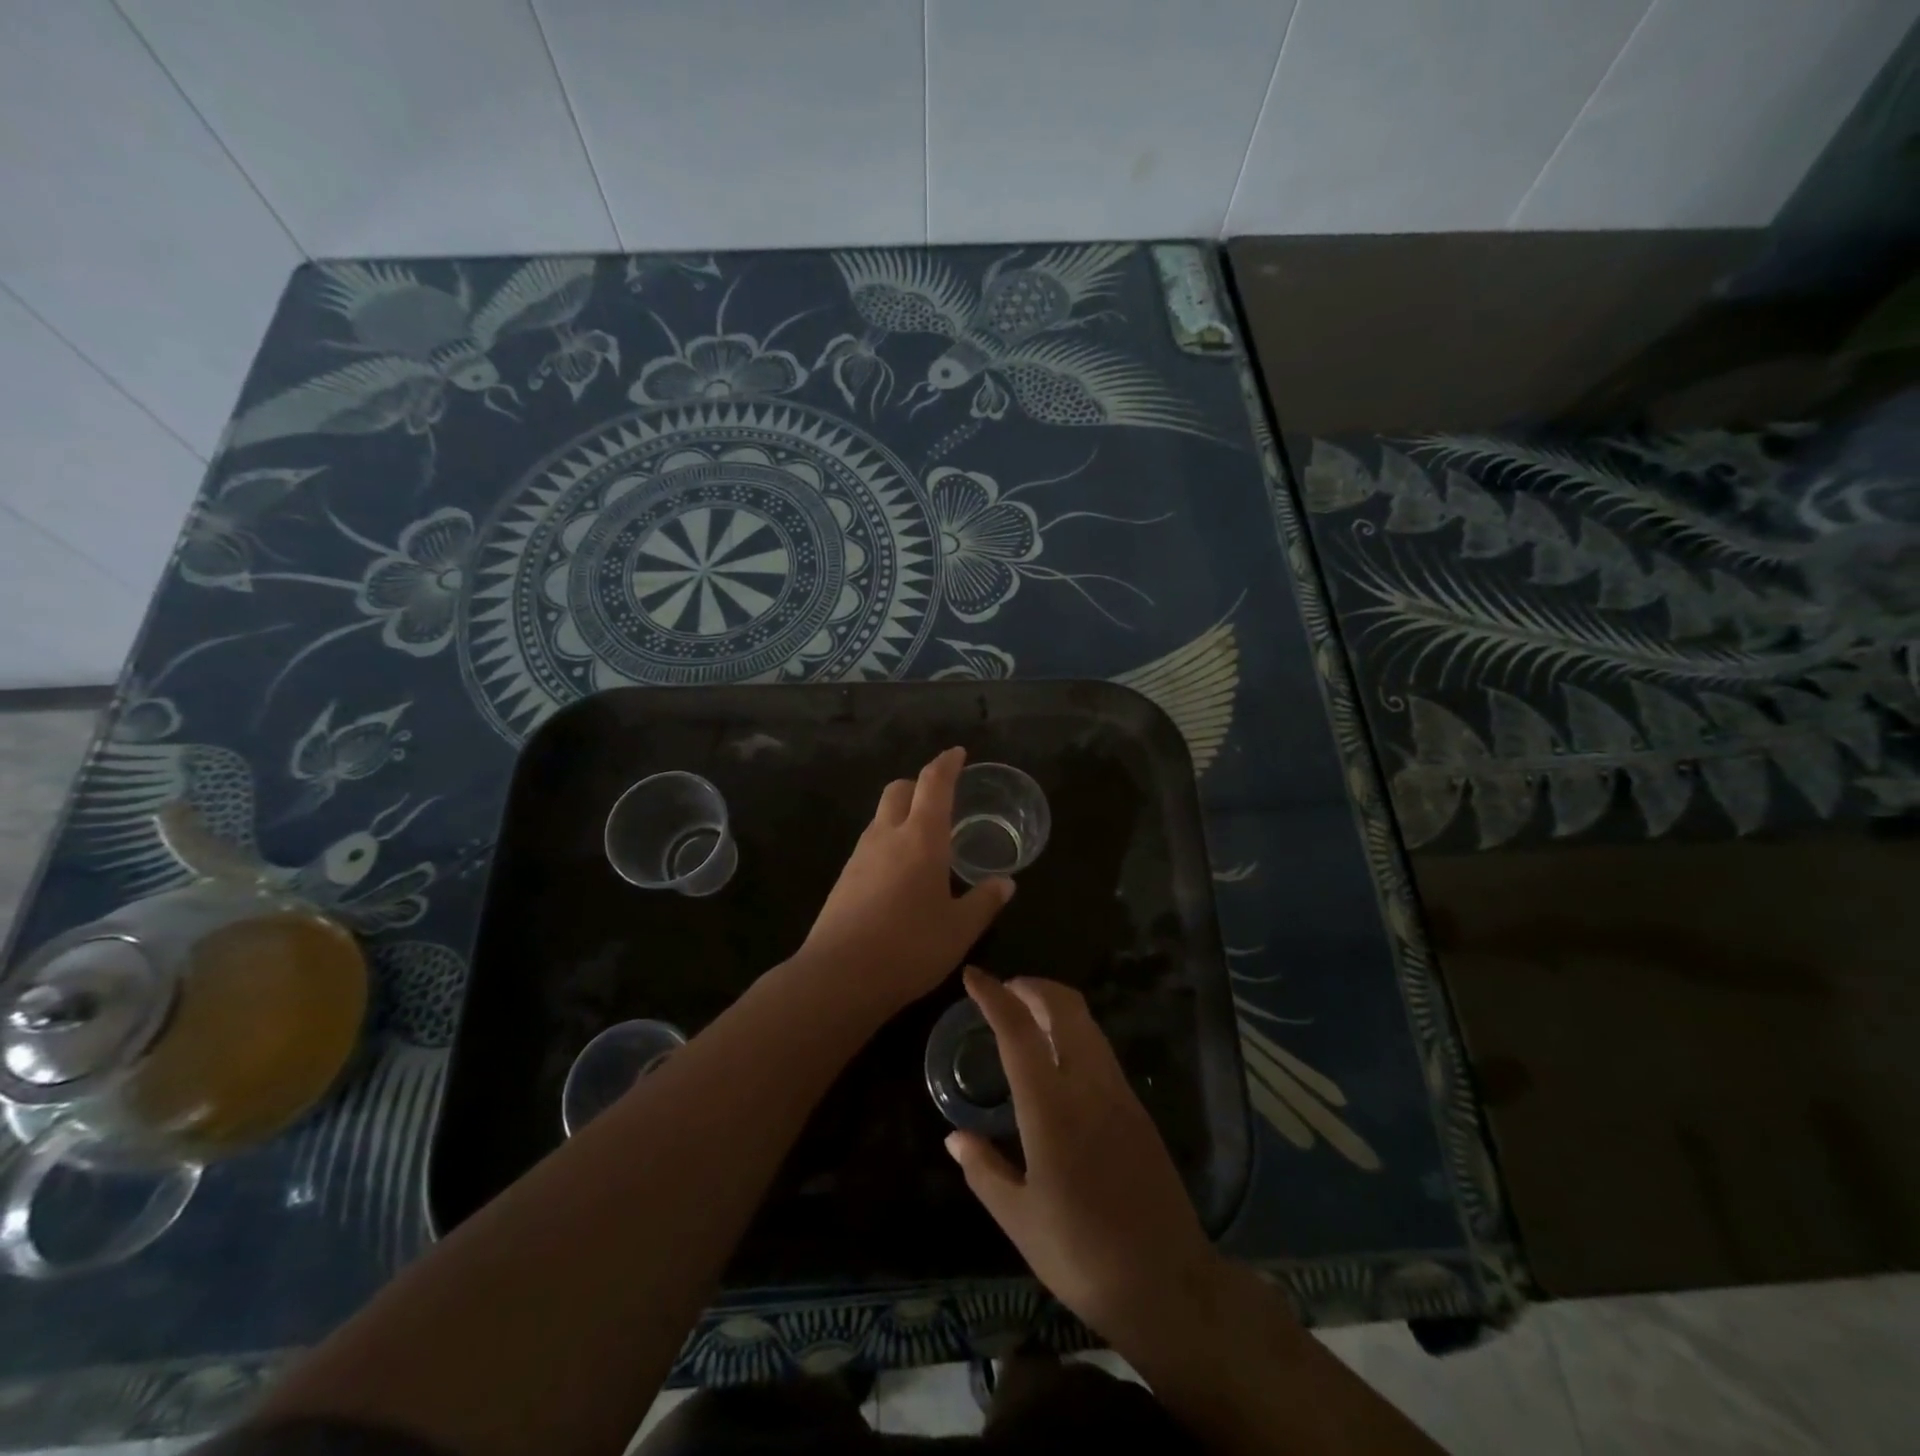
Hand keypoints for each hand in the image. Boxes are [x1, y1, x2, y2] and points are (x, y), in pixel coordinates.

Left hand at [798, 748, 1013, 1016]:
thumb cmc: (910, 947)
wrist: (839, 977)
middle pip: (898, 790)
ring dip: (902, 814)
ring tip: (924, 838)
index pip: (934, 783)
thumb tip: (1006, 883)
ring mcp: (860, 856)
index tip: (958, 753)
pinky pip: (870, 844)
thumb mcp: (959, 929)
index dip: (947, 763)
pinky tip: (900, 873)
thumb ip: (984, 902)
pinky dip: (888, 842)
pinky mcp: (844, 879)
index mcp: (921, 838)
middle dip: (919, 784)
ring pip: (881, 816)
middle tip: (941, 798)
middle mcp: (887, 836)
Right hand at [946, 969, 1225, 1351]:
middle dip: (1032, 986)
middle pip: (1065, 1007)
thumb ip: (984, 1170)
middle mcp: (1089, 1085)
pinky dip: (1074, 1032)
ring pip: (1087, 1024)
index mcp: (1052, 1108)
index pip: (1019, 1031)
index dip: (994, 997)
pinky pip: (1101, 1049)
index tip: (973, 976)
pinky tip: (1058, 1059)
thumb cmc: (1081, 1254)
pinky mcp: (1138, 1108)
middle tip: (1004, 991)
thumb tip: (955, 1137)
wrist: (1167, 1283)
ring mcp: (1120, 1093)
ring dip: (1056, 1005)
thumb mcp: (1019, 1219)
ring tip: (1027, 1017)